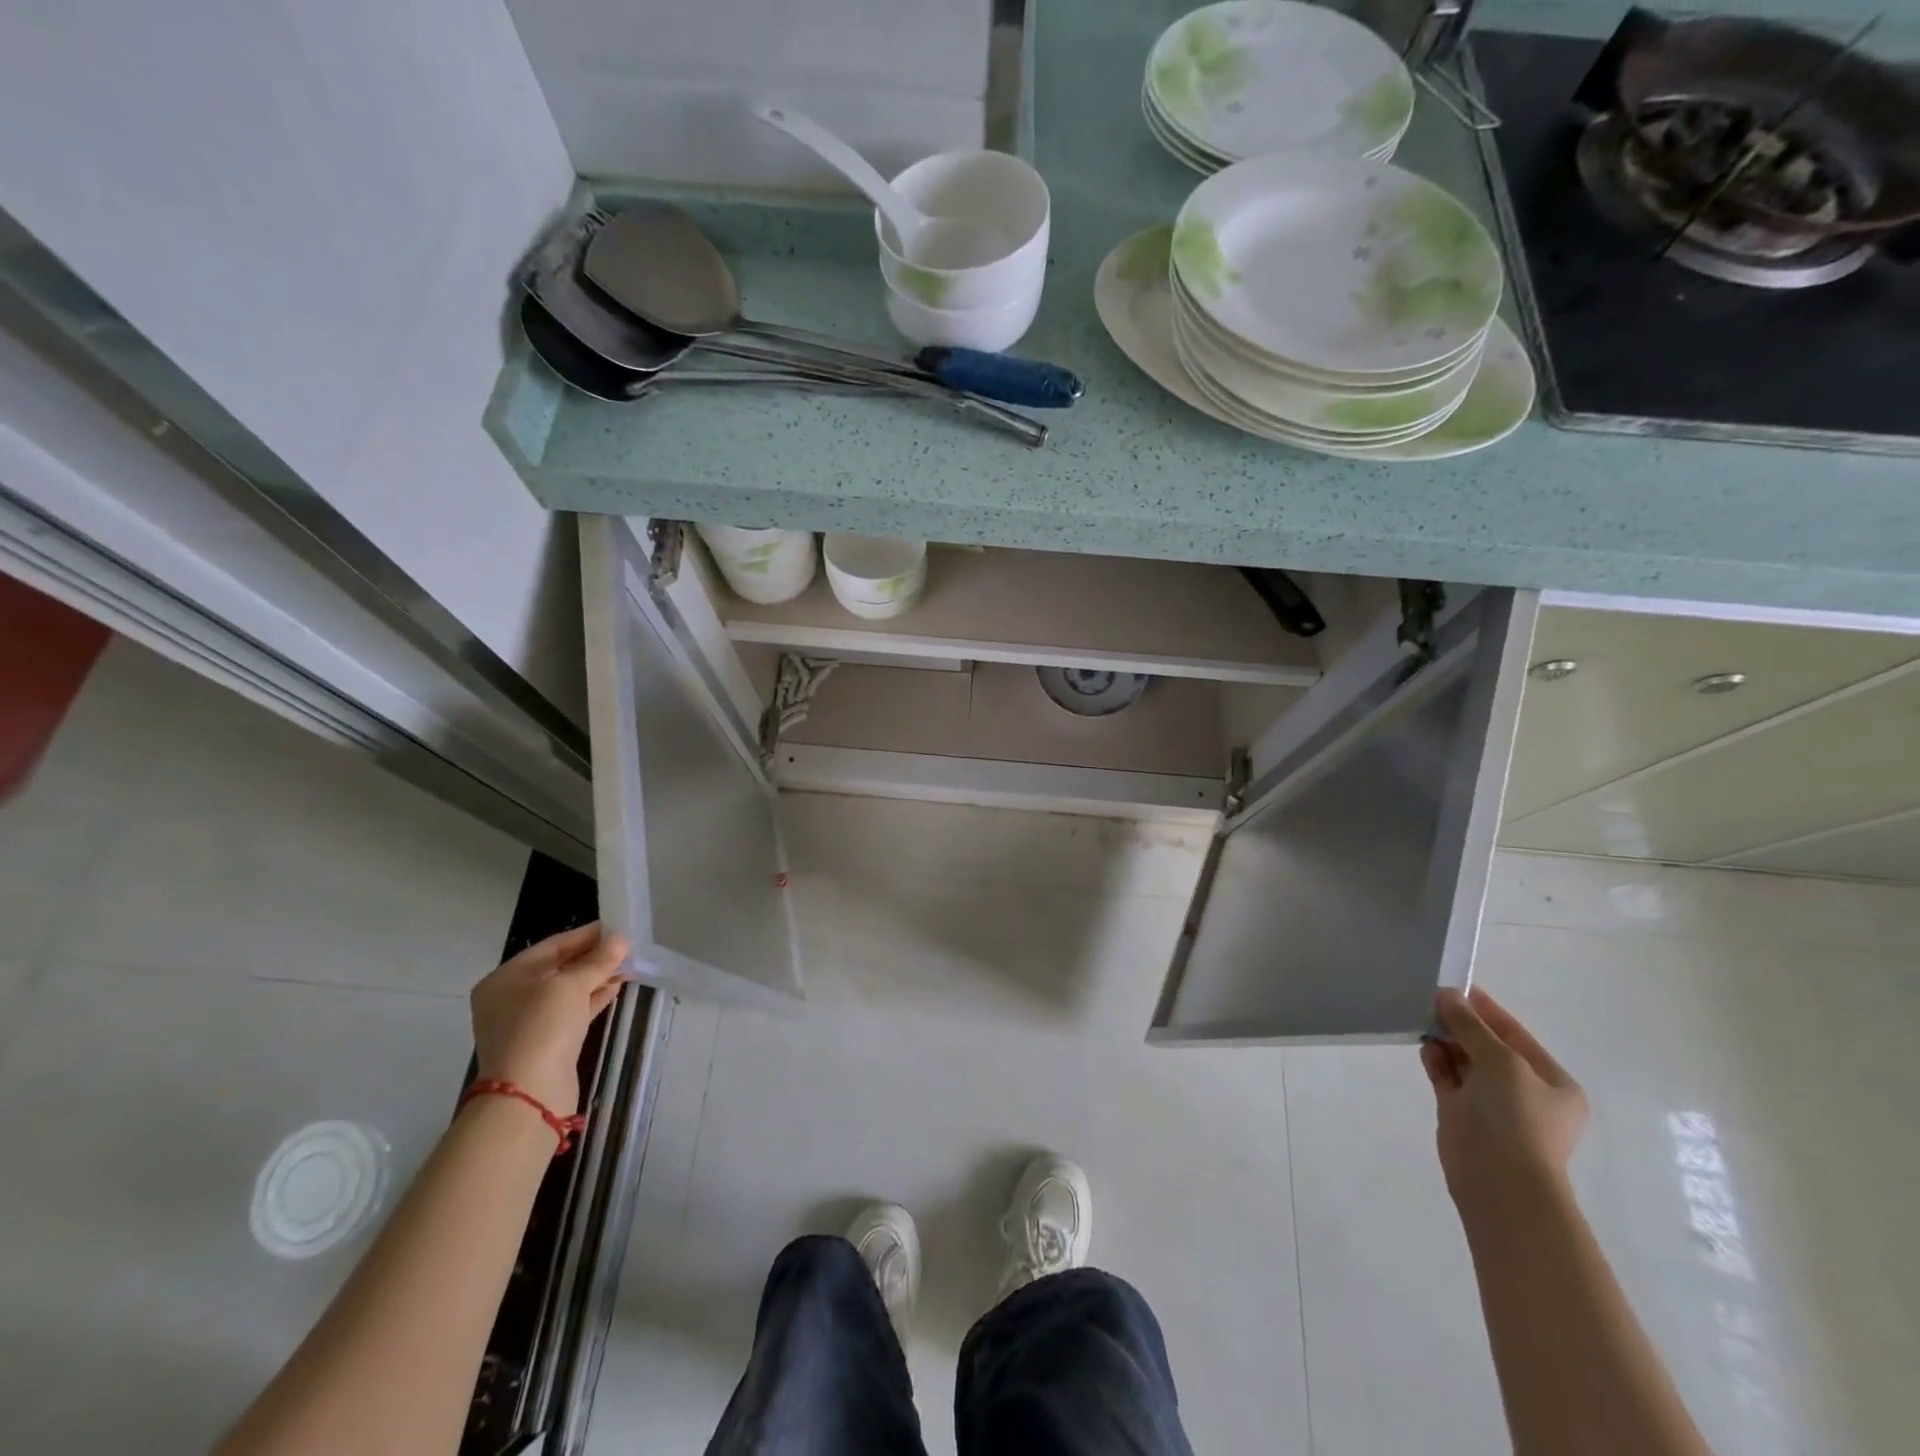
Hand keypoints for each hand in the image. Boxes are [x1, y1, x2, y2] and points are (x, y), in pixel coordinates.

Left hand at [470, 922, 630, 1117]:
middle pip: (559, 967)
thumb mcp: (571, 986)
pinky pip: (572, 1011)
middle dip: (593, 957)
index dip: (586, 935)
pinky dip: (593, 998)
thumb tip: (620, 939)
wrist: (529, 1095)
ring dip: (597, 977)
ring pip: (568, 990)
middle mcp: (512, 998)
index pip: (552, 946)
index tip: (617, 927)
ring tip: (628, 965)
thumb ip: (598, 960)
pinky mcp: (546, 1043)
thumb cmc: (542, 1028)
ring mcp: (528, 1023)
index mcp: (506, 978)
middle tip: (627, 947)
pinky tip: (617, 987)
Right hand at [1421, 986, 1587, 1210]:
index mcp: (1552, 1082)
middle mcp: (1525, 1092)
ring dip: (1447, 1040)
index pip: (1515, 1034)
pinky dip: (1437, 1060)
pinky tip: (1423, 1044)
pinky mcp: (1463, 1114)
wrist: (1499, 1180)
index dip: (1486, 1009)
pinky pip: (1448, 1078)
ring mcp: (1492, 1104)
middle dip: (1462, 1024)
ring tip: (1422, 1017)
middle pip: (1488, 1046)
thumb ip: (1471, 1026)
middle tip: (1431, 999)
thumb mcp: (1500, 1061)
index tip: (1455, 985)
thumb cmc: (1516, 1117)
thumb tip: (1447, 994)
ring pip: (1465, 1061)